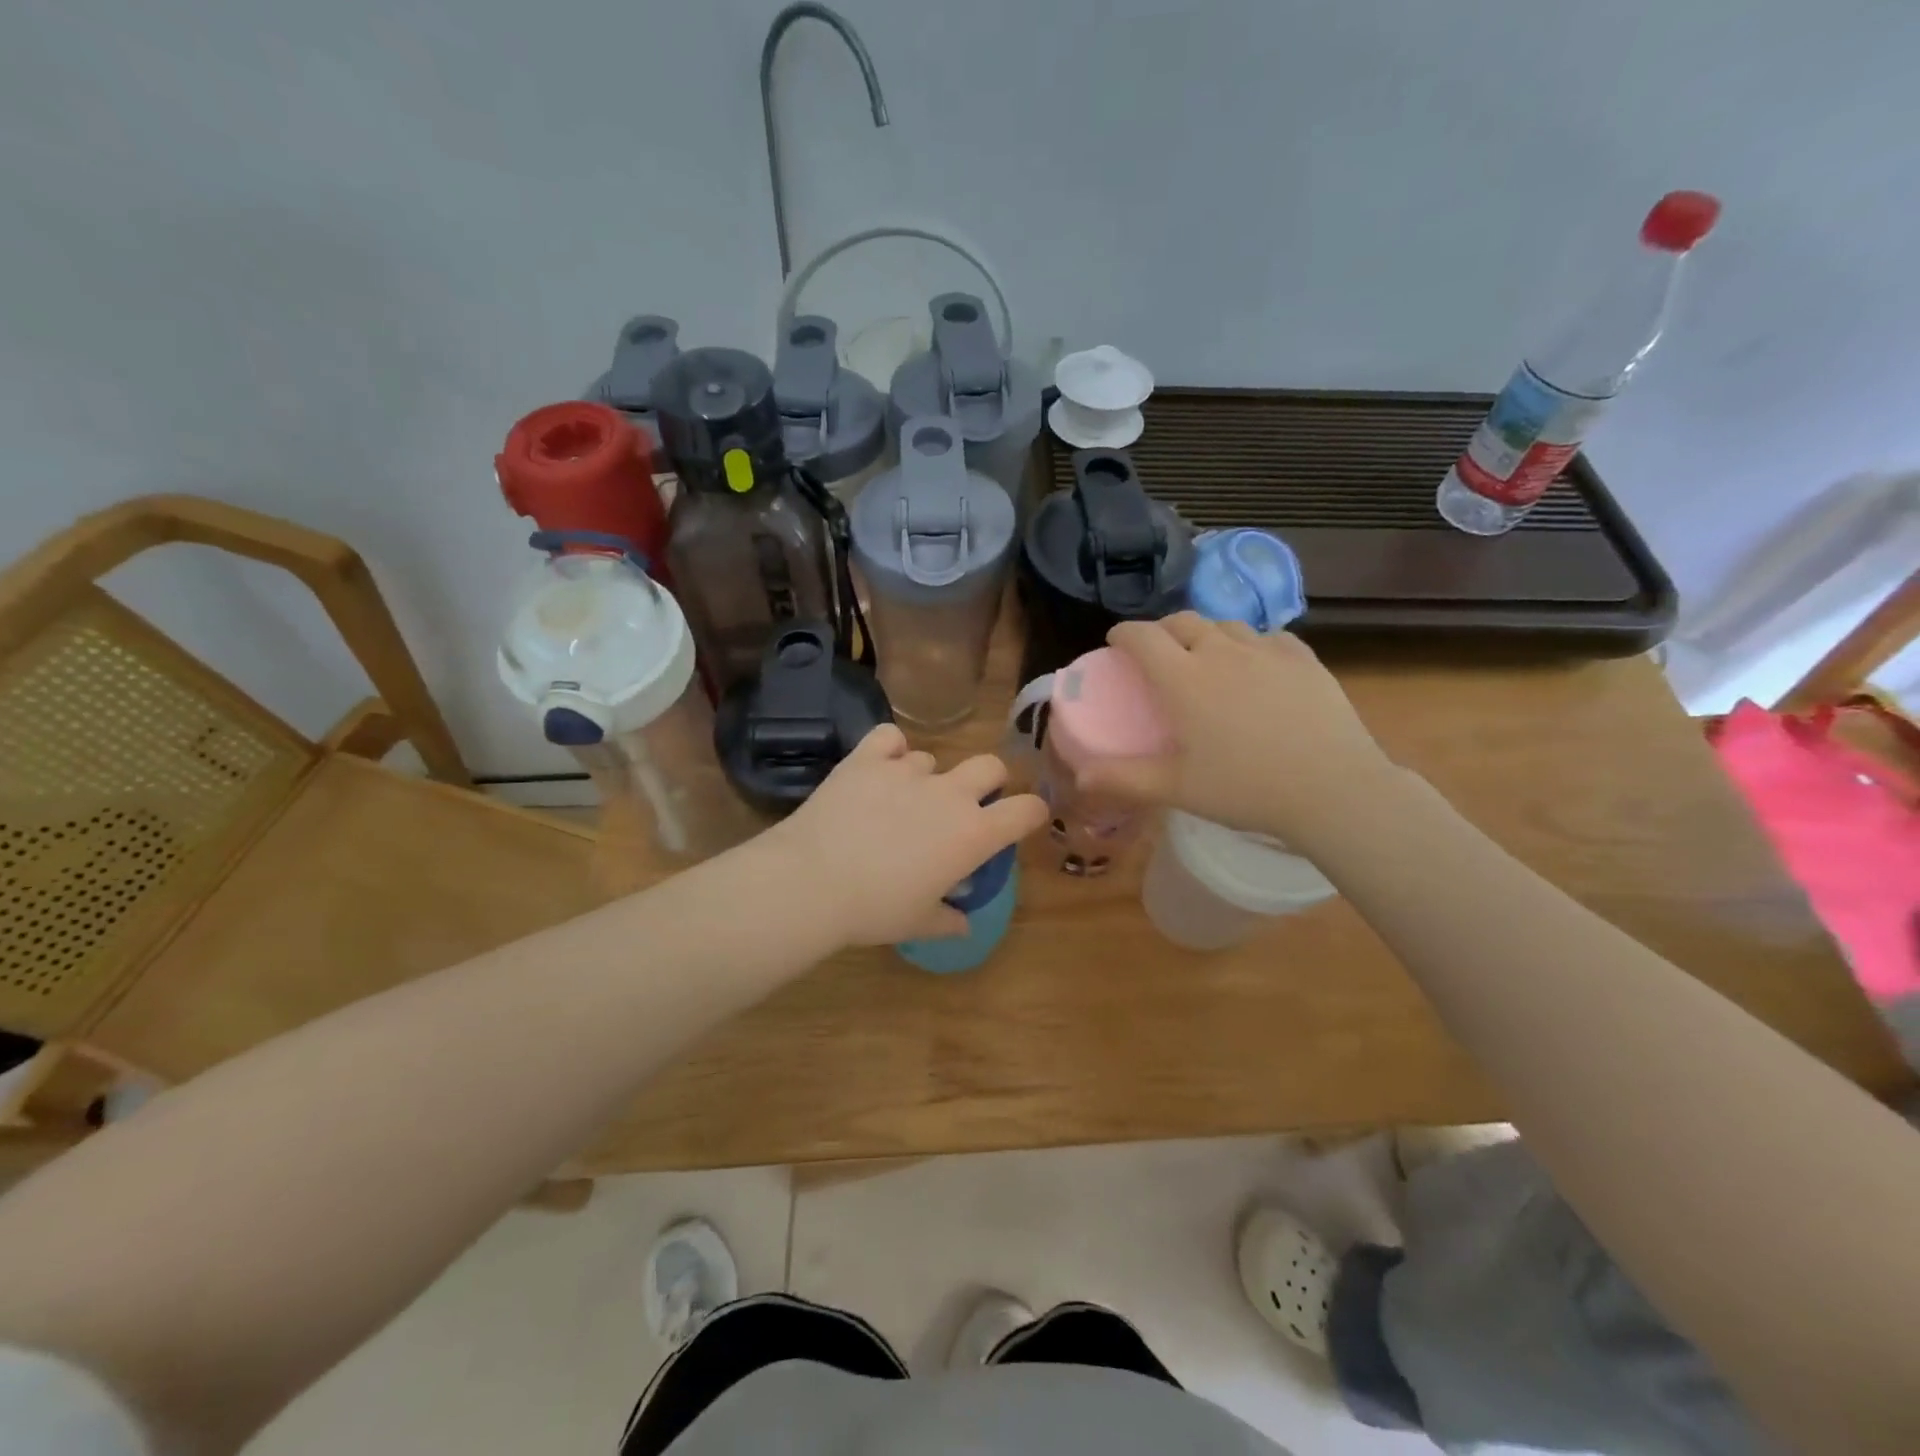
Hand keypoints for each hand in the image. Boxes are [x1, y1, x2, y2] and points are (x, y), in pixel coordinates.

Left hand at [764, 724, 1048, 946]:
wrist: (812, 881)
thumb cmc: (875, 910)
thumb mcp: (919, 923)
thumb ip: (948, 920)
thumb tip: (963, 924)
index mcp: (973, 834)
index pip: (1026, 810)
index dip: (1032, 812)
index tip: (1024, 820)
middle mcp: (949, 793)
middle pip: (991, 765)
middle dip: (988, 781)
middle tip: (967, 805)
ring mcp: (907, 770)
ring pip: (932, 758)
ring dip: (926, 777)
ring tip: (900, 801)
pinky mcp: (868, 758)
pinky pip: (890, 738)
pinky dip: (888, 750)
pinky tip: (878, 768)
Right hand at [1080, 613, 1399, 844]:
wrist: (1333, 789)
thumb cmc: (1246, 789)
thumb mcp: (1177, 789)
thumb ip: (1125, 779)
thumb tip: (1080, 778)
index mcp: (1184, 679)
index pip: (1143, 637)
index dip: (1123, 634)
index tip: (1116, 643)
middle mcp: (1221, 652)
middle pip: (1183, 621)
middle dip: (1162, 630)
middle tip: (1157, 652)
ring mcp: (1266, 652)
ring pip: (1225, 625)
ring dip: (1205, 634)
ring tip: (1205, 657)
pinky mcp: (1304, 659)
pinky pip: (1267, 637)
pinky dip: (1249, 644)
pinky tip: (1255, 664)